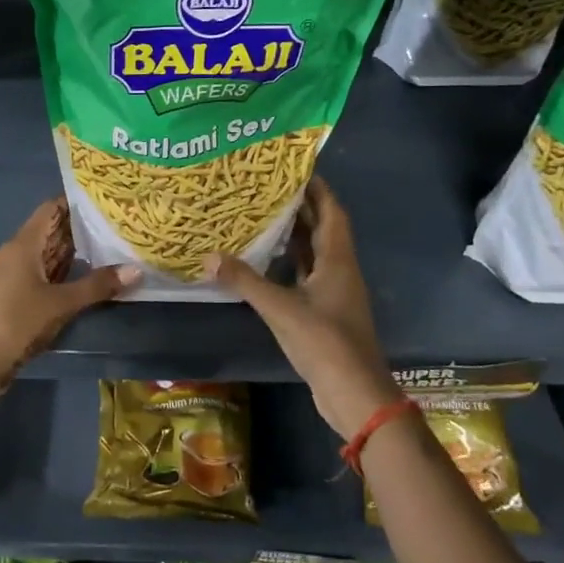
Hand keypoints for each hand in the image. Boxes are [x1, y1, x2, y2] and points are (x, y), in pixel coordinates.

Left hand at [0, 199, 139, 388]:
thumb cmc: (16, 320)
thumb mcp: (60, 303)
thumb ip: (97, 285)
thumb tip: (137, 270)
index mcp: (24, 244)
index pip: (51, 210)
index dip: (76, 202)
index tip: (106, 199)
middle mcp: (19, 253)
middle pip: (53, 231)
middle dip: (83, 228)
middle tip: (119, 222)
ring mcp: (18, 275)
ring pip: (51, 255)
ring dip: (77, 252)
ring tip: (113, 244)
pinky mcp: (19, 296)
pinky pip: (48, 275)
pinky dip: (68, 272)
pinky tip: (91, 276)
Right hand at [206, 178, 400, 439]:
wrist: (354, 394)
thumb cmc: (325, 343)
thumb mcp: (281, 309)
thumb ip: (245, 281)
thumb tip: (208, 257)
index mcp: (338, 260)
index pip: (331, 212)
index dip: (317, 188)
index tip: (293, 168)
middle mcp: (339, 270)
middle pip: (322, 229)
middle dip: (299, 207)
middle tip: (265, 188)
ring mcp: (333, 293)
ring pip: (313, 253)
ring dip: (292, 235)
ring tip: (260, 215)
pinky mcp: (324, 312)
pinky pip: (305, 275)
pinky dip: (287, 263)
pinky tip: (263, 260)